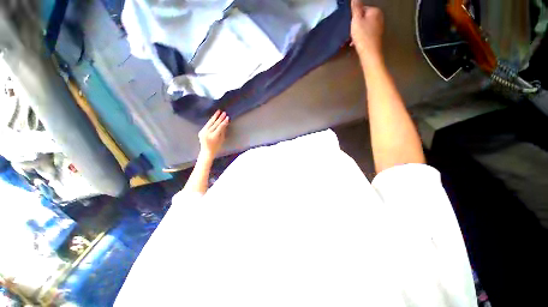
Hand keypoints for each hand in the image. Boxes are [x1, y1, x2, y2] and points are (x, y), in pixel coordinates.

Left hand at [198, 110, 229, 157]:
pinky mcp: (201, 131)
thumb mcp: (222, 139)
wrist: (207, 152)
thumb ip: (223, 131)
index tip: (227, 117)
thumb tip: (225, 123)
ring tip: (218, 112)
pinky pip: (207, 125)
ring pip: (210, 123)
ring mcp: (203, 132)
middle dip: (220, 118)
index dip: (224, 122)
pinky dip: (211, 121)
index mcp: (213, 136)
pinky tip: (214, 118)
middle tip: (224, 113)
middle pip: (215, 124)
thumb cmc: (216, 147)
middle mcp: (207, 133)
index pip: (220, 127)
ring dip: (214, 117)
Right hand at [350, 0, 383, 63]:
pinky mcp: (376, 37)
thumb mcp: (356, 20)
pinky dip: (361, 38)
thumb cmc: (363, 36)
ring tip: (352, 40)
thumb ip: (356, 8)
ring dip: (357, 33)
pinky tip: (356, 43)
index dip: (354, 17)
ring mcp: (378, 28)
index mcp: (375, 11)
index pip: (362, 9)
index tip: (350, 25)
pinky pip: (366, 34)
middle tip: (351, 33)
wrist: (369, 53)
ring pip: (364, 27)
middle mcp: (379, 17)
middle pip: (363, 18)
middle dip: (356, 25)